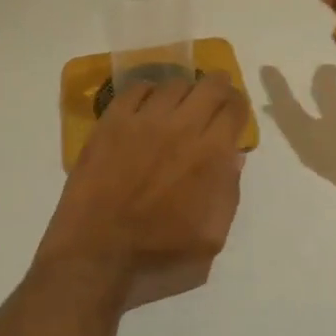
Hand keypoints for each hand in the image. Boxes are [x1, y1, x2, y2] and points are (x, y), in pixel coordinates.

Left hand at [34, 73, 248, 310]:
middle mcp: (182, 126)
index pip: (234, 108)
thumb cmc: (158, 251)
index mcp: (211, 154)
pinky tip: (147, 106)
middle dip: (219, 86)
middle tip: (215, 96)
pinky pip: (136, 89)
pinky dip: (148, 92)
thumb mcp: (212, 236)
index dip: (239, 105)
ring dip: (184, 91)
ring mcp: (144, 119)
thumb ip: (228, 192)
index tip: (235, 112)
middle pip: (210, 85)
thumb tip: (233, 157)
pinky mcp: (112, 121)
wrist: (97, 252)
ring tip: (179, 105)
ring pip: (174, 84)